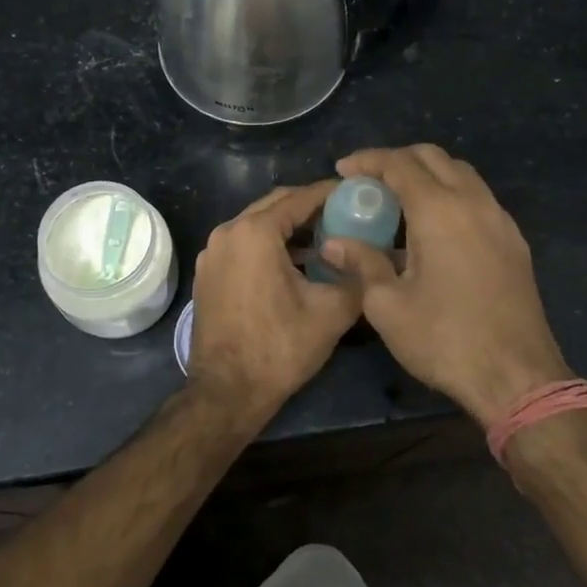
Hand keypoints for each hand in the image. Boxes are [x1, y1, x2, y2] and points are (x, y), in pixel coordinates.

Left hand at [188, 181, 362, 419]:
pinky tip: (294, 262)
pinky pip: (242, 244)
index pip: (300, 198)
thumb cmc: (279, 348)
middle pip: (275, 205)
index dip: (331, 194)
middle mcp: (227, 232)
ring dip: (289, 227)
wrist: (226, 393)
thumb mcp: (331, 312)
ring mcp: (212, 253)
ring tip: (325, 238)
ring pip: (256, 224)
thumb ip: (358, 277)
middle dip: (309, 207)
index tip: (357, 193)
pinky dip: (268, 244)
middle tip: (344, 214)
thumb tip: (378, 260)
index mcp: (255, 232)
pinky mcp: (207, 273)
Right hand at [320, 145, 573, 426]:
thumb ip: (361, 264)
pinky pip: (478, 198)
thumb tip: (334, 244)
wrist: (517, 377)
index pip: (399, 163)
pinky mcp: (514, 241)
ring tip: (399, 201)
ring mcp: (500, 220)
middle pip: (433, 157)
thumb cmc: (444, 339)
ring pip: (461, 173)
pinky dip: (450, 194)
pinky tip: (434, 227)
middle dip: (397, 159)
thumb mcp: (387, 306)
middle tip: (369, 181)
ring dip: (427, 174)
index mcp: (439, 210)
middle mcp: (473, 202)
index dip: (368, 160)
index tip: (343, 170)